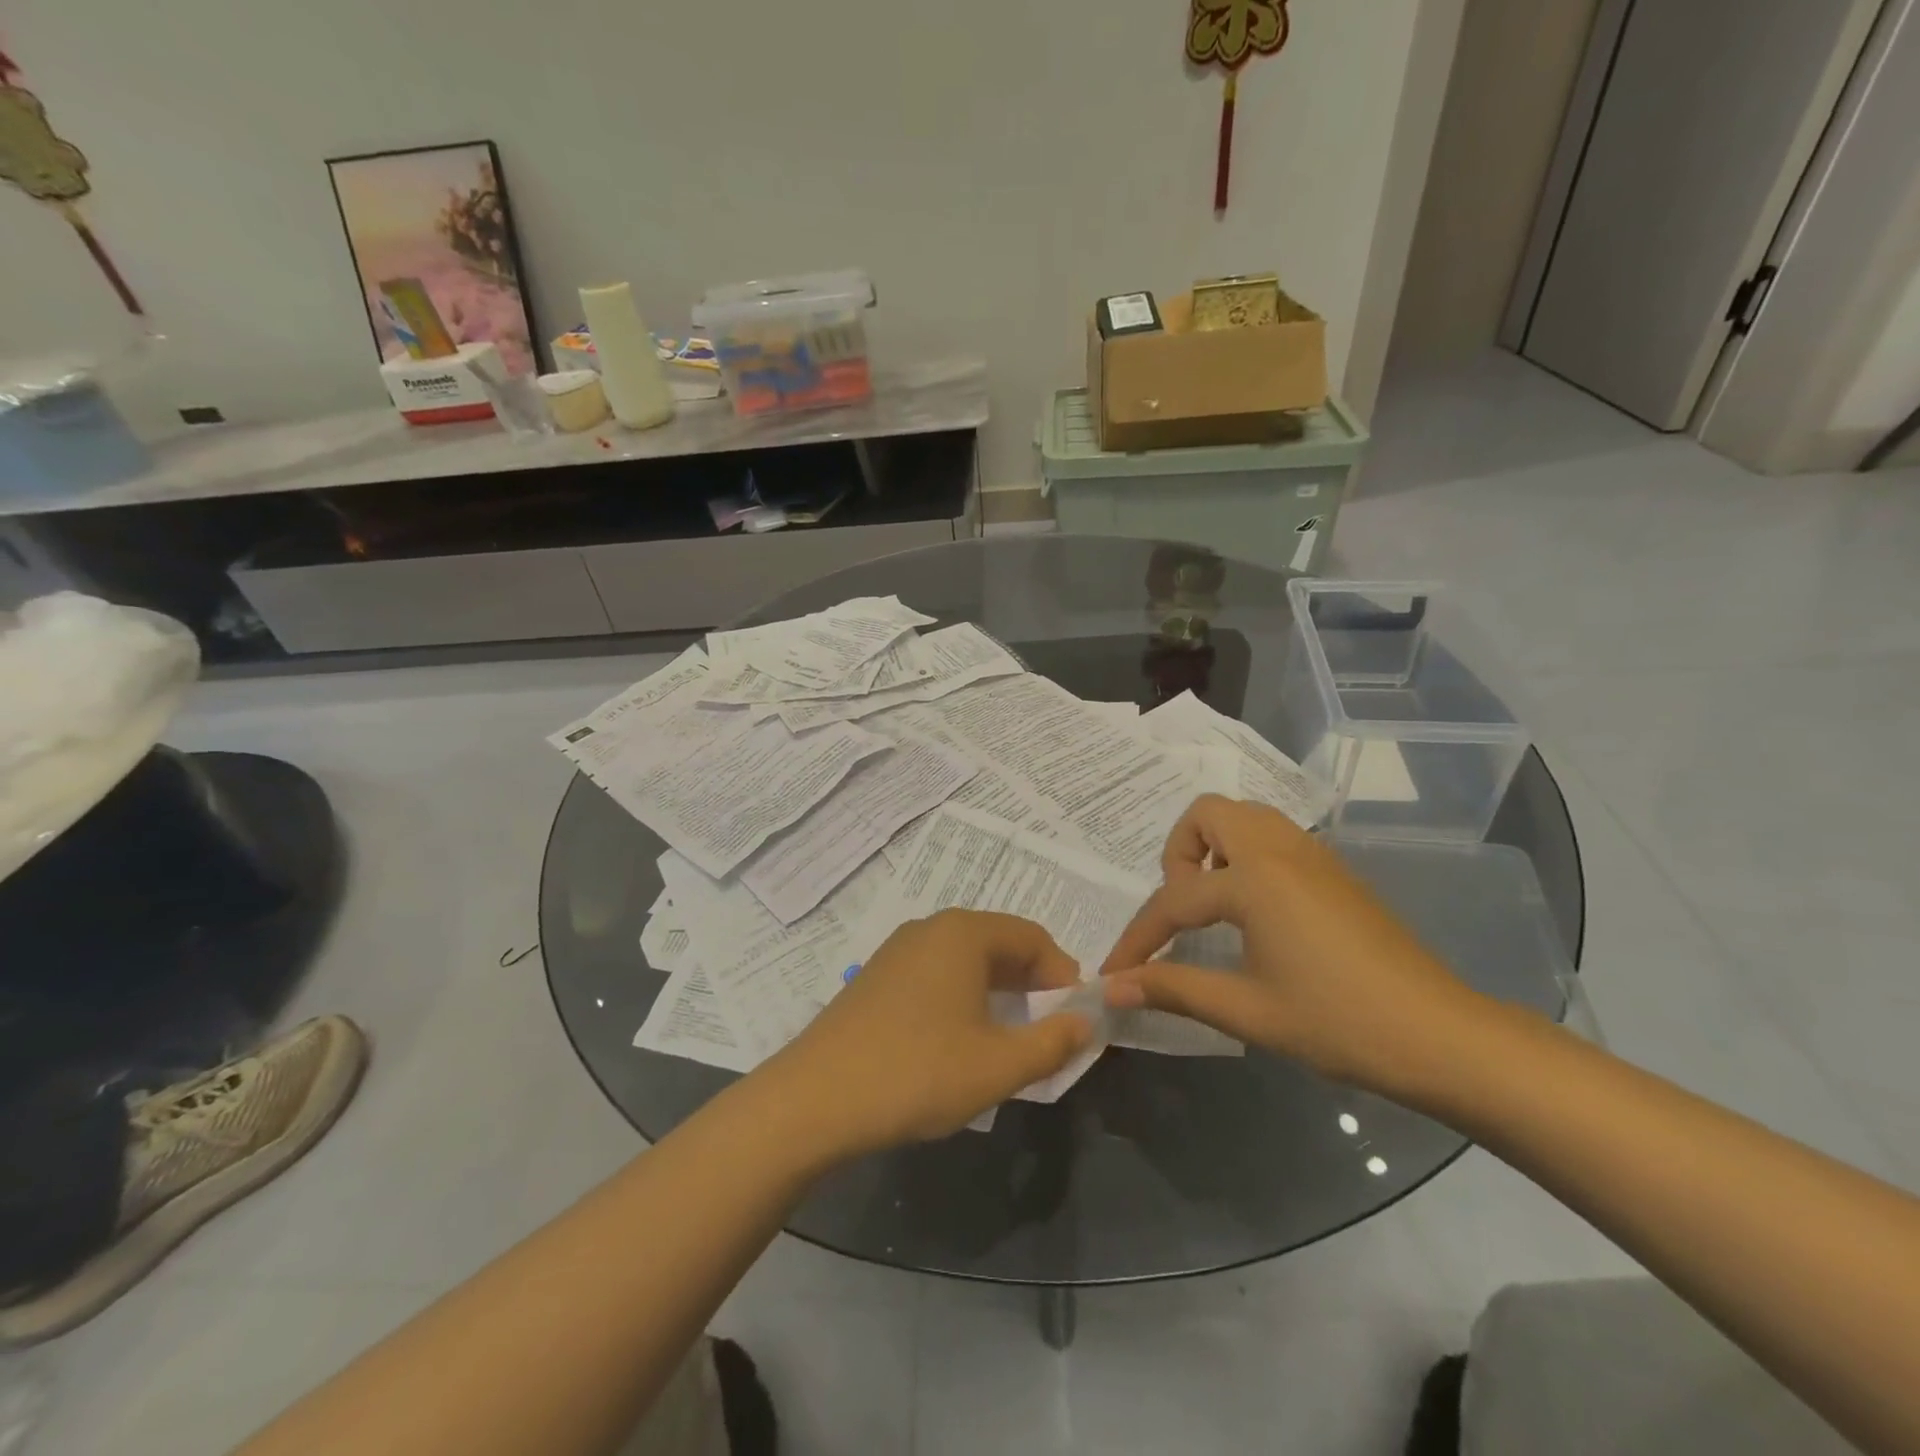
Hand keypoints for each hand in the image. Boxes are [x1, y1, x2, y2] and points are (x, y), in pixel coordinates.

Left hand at [761, 910, 1095, 1160]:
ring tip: (1007, 1040)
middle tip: (1046, 1032)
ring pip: (967, 960)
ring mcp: (898, 950)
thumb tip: (1086, 1022)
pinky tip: (959, 1040)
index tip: (1074, 1019)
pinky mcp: (877, 976)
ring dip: (997, 992)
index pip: (1033, 937)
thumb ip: (1052, 1042)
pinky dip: (963, 997)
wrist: (814, 1099)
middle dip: (1031, 984)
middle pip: (999, 943)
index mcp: (963, 933)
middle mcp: (930, 928)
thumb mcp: (997, 1066)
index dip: (1063, 975)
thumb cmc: (916, 1073)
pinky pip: (937, 973)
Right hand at [1099, 795, 1482, 1096]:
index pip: (1174, 899)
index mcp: (1256, 879)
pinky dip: (1246, 856)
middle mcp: (1280, 849)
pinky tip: (1255, 913)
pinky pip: (1272, 836)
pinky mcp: (1334, 870)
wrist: (1442, 1037)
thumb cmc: (1339, 1023)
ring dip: (1214, 848)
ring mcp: (1312, 854)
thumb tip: (1110, 988)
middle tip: (1183, 909)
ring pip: (1244, 817)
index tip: (1112, 972)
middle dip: (1179, 854)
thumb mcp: (1247, 1010)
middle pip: (1208, 814)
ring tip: (1214, 906)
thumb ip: (1172, 989)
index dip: (1138, 939)